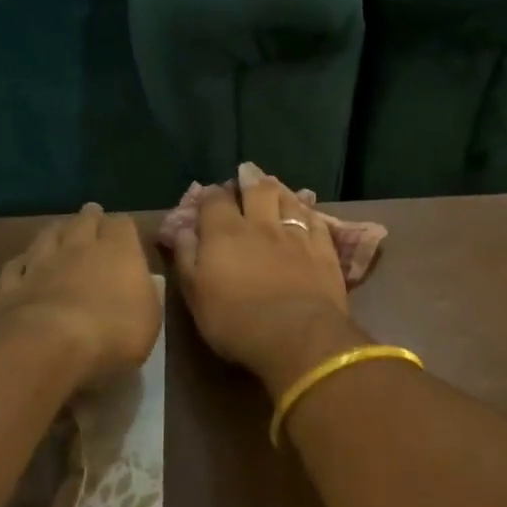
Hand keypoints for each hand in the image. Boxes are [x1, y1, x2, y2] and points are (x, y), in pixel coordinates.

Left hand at [0, 205, 160, 386]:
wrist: (50, 346)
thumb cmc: (113, 332)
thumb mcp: (149, 317)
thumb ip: (144, 293)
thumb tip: (138, 282)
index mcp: (118, 252)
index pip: (122, 224)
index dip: (123, 227)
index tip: (125, 233)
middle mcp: (78, 248)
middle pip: (83, 221)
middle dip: (90, 218)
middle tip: (92, 217)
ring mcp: (40, 264)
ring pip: (47, 236)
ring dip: (55, 232)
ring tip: (60, 231)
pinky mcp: (11, 286)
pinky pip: (16, 266)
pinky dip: (23, 263)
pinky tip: (24, 265)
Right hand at [172, 163, 366, 394]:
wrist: (296, 335)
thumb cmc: (236, 321)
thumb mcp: (195, 295)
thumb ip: (186, 258)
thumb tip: (182, 230)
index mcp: (224, 233)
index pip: (215, 201)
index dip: (210, 195)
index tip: (209, 195)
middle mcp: (261, 225)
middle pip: (256, 190)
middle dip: (249, 178)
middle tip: (247, 172)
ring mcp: (296, 235)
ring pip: (288, 201)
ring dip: (279, 189)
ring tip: (275, 184)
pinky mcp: (324, 249)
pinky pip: (316, 221)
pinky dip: (308, 212)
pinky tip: (307, 211)